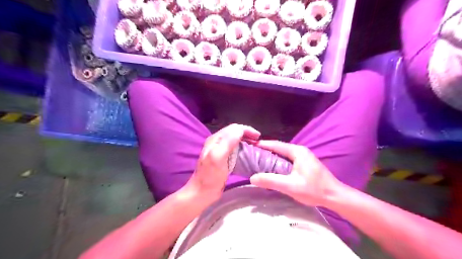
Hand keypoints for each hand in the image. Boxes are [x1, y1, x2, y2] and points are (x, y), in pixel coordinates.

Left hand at [186, 125, 260, 200]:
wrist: (202, 192)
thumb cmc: (210, 176)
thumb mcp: (218, 158)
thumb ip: (227, 142)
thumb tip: (240, 130)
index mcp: (216, 139)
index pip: (234, 128)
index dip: (247, 130)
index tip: (258, 137)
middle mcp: (217, 142)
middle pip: (235, 132)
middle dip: (248, 134)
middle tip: (258, 142)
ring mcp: (220, 150)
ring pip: (236, 140)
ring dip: (246, 141)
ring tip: (255, 146)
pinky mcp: (223, 158)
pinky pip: (235, 148)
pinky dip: (243, 148)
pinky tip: (248, 154)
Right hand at [249, 141, 342, 207]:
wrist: (334, 196)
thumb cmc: (314, 190)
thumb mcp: (290, 186)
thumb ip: (271, 181)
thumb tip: (252, 178)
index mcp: (297, 151)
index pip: (275, 144)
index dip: (262, 145)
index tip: (249, 146)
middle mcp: (299, 150)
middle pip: (278, 148)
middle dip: (264, 151)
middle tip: (251, 155)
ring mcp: (302, 156)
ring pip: (282, 154)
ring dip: (270, 157)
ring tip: (257, 161)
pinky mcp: (303, 163)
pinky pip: (286, 159)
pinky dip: (277, 162)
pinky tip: (270, 168)